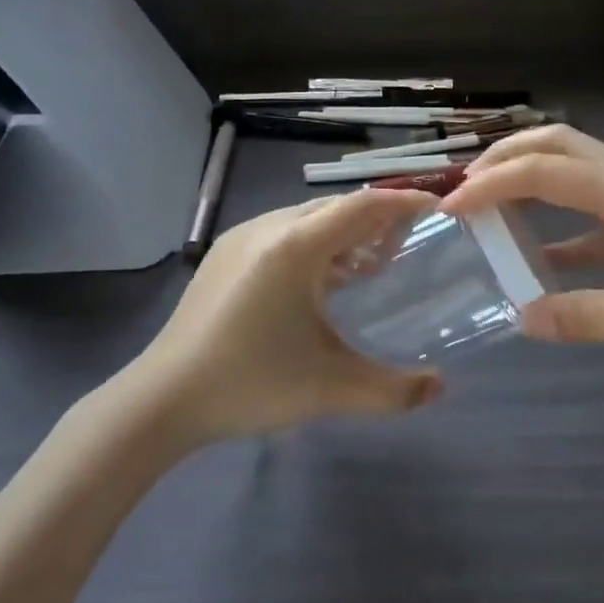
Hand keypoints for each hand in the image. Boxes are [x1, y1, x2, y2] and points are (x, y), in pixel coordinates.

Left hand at [121, 190, 445, 444]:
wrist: (163, 397)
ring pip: (305, 219)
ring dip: (342, 233)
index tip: (436, 212)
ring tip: (369, 267)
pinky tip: (320, 283)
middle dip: (375, 220)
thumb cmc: (251, 383)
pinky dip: (313, 245)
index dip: (403, 204)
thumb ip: (394, 390)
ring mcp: (240, 238)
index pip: (362, 206)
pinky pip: (281, 233)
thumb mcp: (330, 389)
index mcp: (296, 245)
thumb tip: (440, 387)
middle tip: (408, 245)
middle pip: (335, 208)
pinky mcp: (223, 255)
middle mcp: (268, 227)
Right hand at [444, 126, 603, 382]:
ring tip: (490, 210)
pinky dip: (561, 229)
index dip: (492, 185)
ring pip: (579, 176)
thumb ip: (584, 317)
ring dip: (532, 183)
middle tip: (466, 186)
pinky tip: (539, 261)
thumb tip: (520, 317)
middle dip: (508, 156)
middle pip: (562, 147)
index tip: (449, 208)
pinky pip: (597, 219)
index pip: (545, 172)